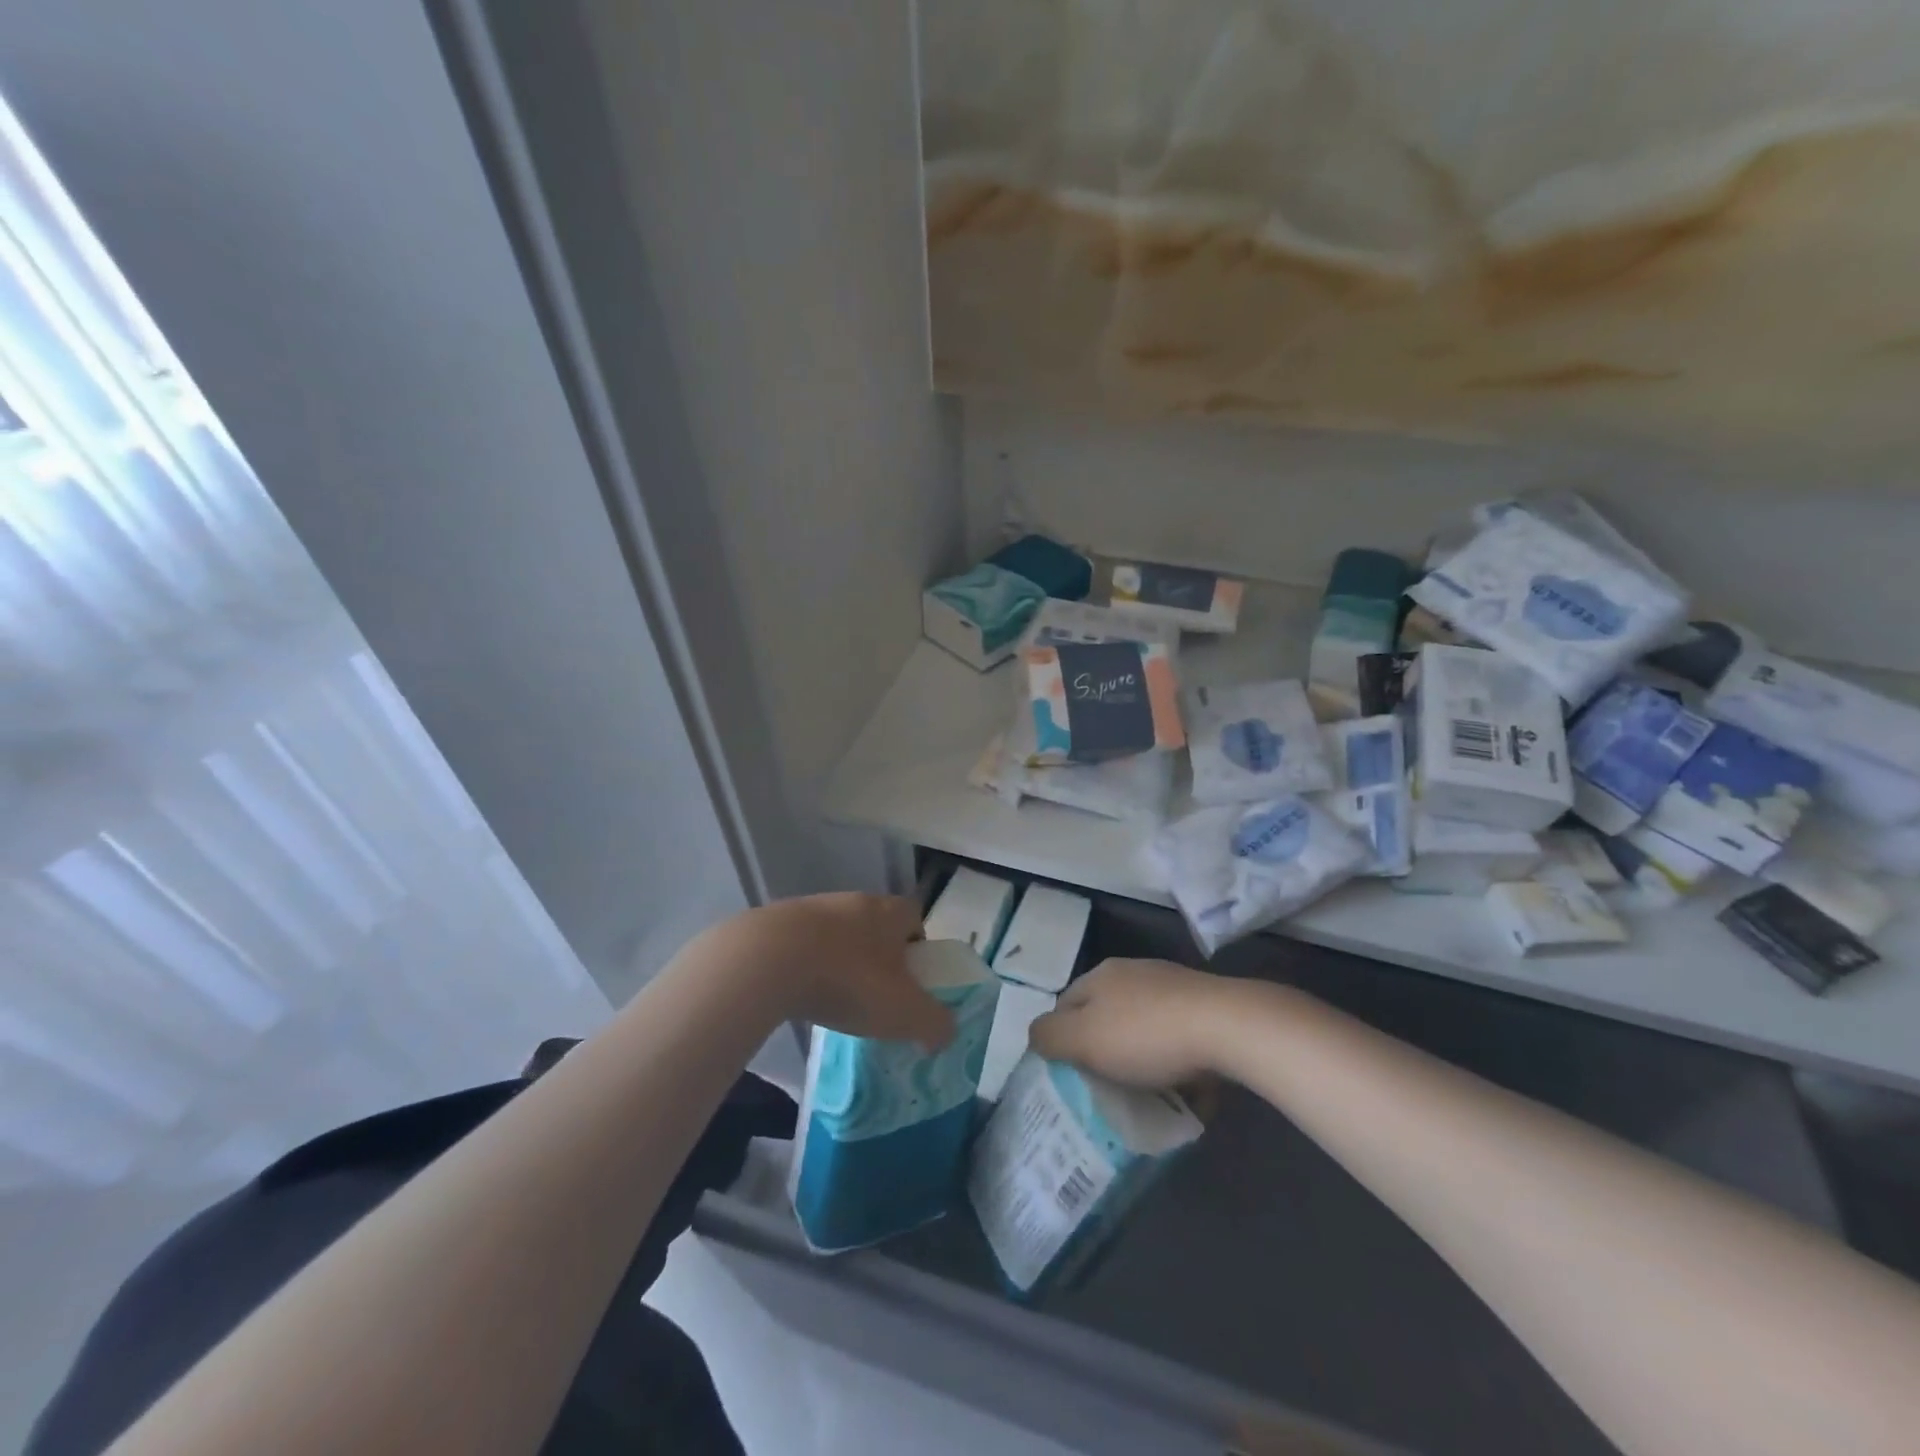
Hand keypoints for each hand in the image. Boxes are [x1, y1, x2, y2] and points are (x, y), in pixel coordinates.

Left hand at [713, 894, 953, 1050]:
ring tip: (834, 999)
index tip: (912, 981)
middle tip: (875, 995)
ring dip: (840, 960)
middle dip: (879, 957)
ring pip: (839, 934)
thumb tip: (945, 1033)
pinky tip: (800, 994)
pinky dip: (806, 965)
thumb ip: (935, 1024)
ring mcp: (813, 907)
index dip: (919, 948)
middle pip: (877, 925)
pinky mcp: (777, 922)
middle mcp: (855, 900)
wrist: (768, 960)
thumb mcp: (904, 1012)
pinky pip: (803, 944)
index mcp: (890, 912)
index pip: (916, 919)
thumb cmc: (849, 980)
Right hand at [1029, 958, 1238, 1087]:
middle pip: (1106, 1015)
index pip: (1065, 1004)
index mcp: (1101, 975)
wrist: (1229, 1026)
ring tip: (1150, 1094)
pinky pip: (1180, 1038)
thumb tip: (1036, 1035)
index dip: (1062, 1039)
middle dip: (1105, 1050)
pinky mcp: (1206, 1006)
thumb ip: (1049, 1036)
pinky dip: (1177, 1063)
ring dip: (1143, 1058)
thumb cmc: (1146, 1035)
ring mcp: (1173, 986)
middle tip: (1109, 1088)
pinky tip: (1187, 1090)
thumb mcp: (1083, 1039)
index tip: (1071, 1075)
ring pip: (1144, 1027)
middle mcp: (1133, 972)